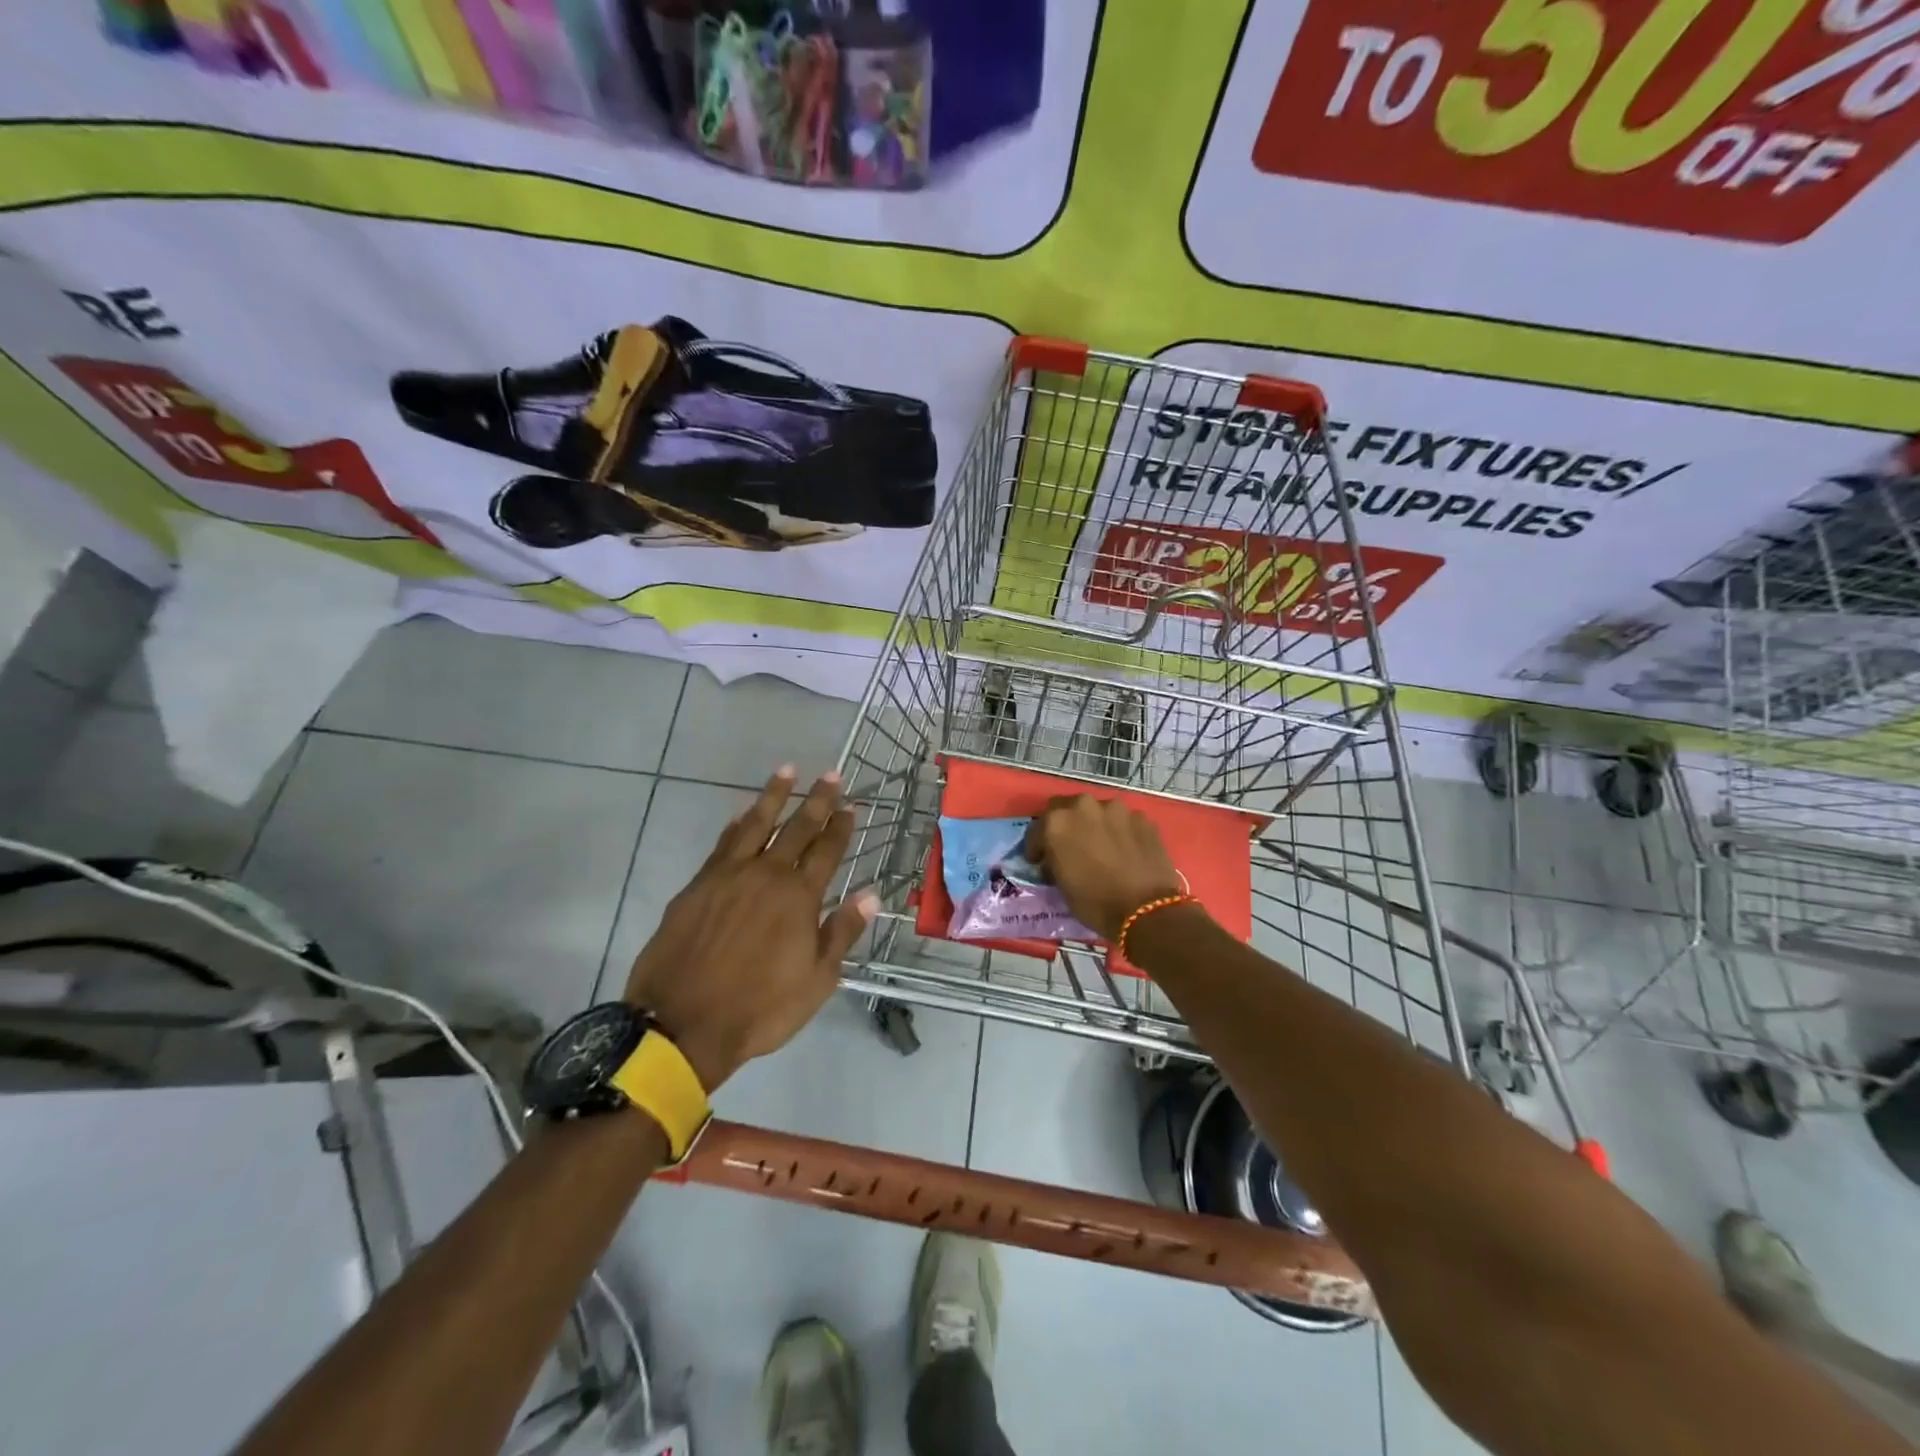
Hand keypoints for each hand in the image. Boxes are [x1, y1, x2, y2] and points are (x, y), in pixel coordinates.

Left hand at [625, 765, 877, 1090]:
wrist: (682, 1024)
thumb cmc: (760, 1009)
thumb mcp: (816, 980)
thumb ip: (842, 932)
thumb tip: (871, 894)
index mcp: (799, 898)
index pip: (827, 851)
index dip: (841, 827)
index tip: (851, 806)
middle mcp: (766, 876)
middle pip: (797, 828)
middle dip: (817, 800)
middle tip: (831, 774)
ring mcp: (728, 877)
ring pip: (756, 824)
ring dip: (774, 797)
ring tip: (786, 771)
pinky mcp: (697, 886)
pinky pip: (723, 844)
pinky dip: (736, 825)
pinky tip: (742, 814)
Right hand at [1026, 795, 1185, 941]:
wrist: (1146, 910)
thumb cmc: (1095, 902)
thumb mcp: (1061, 885)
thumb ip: (1054, 862)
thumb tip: (1055, 860)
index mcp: (1057, 822)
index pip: (1037, 828)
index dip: (1037, 847)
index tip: (1040, 861)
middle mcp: (1084, 806)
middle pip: (1066, 808)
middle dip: (1065, 825)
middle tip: (1069, 846)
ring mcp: (1117, 809)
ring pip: (1097, 811)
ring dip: (1094, 825)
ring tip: (1101, 847)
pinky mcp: (1143, 818)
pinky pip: (1123, 821)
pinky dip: (1120, 832)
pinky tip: (1125, 851)